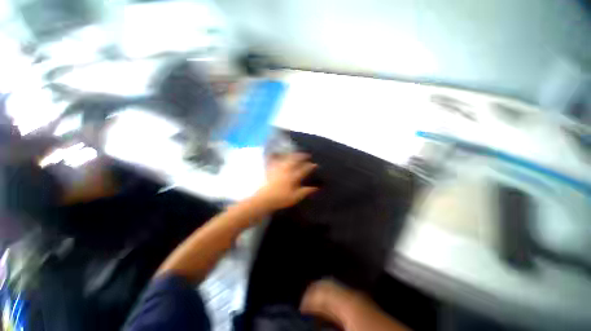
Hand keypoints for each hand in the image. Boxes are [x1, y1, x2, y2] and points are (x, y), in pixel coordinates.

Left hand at [253, 153, 317, 211]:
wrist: (265, 198)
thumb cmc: (282, 198)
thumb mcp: (296, 197)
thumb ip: (306, 191)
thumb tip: (316, 187)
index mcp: (293, 176)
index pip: (304, 169)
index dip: (310, 166)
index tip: (315, 164)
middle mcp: (286, 170)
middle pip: (295, 160)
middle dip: (302, 156)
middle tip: (306, 155)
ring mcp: (278, 169)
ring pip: (286, 159)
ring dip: (292, 155)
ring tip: (296, 153)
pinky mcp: (271, 170)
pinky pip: (275, 161)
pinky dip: (278, 156)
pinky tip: (279, 155)